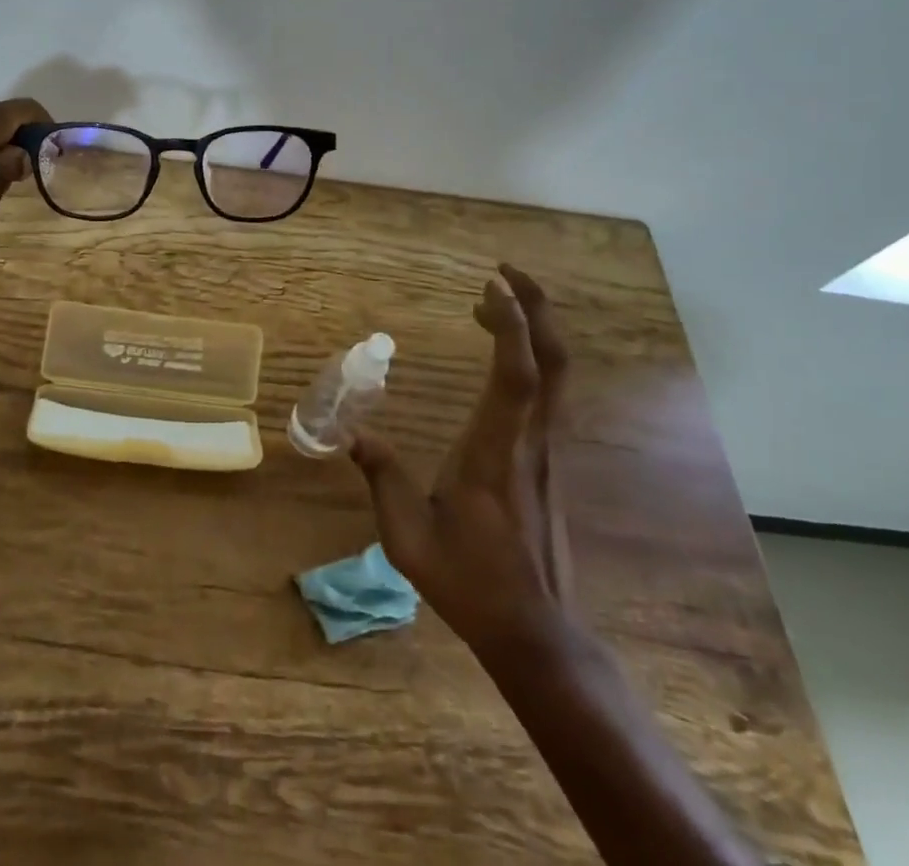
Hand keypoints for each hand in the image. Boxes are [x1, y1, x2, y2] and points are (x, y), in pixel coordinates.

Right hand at [350, 263, 573, 657]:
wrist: (538, 634)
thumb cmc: (471, 582)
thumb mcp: (409, 536)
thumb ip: (383, 479)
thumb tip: (353, 436)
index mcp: (497, 453)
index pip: (517, 377)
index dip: (511, 326)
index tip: (491, 285)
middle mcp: (531, 442)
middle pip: (553, 362)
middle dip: (537, 309)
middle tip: (503, 274)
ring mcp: (547, 452)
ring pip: (556, 376)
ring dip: (532, 330)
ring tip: (490, 306)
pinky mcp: (549, 462)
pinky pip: (546, 395)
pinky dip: (528, 360)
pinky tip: (499, 359)